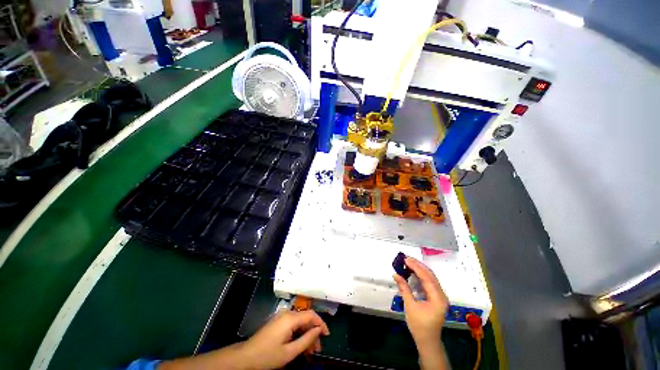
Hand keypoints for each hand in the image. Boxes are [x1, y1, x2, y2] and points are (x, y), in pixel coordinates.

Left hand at [239, 310, 329, 368]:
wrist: (246, 357)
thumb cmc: (267, 355)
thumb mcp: (289, 352)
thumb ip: (306, 340)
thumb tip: (318, 330)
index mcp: (290, 318)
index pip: (311, 315)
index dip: (321, 323)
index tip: (327, 335)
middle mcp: (287, 313)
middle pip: (306, 318)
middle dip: (313, 332)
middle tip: (317, 349)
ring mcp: (281, 317)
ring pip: (300, 322)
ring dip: (307, 334)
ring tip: (310, 351)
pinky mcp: (278, 321)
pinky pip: (293, 324)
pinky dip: (299, 334)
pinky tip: (301, 345)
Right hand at [393, 257, 448, 347]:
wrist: (427, 341)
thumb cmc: (419, 325)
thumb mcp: (410, 306)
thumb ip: (404, 288)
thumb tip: (396, 274)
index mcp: (438, 298)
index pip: (427, 277)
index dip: (416, 267)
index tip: (406, 259)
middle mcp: (441, 295)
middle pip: (430, 275)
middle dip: (418, 265)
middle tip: (406, 258)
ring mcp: (440, 296)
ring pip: (430, 278)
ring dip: (419, 270)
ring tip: (408, 263)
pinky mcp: (436, 298)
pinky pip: (429, 283)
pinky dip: (421, 276)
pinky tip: (413, 273)